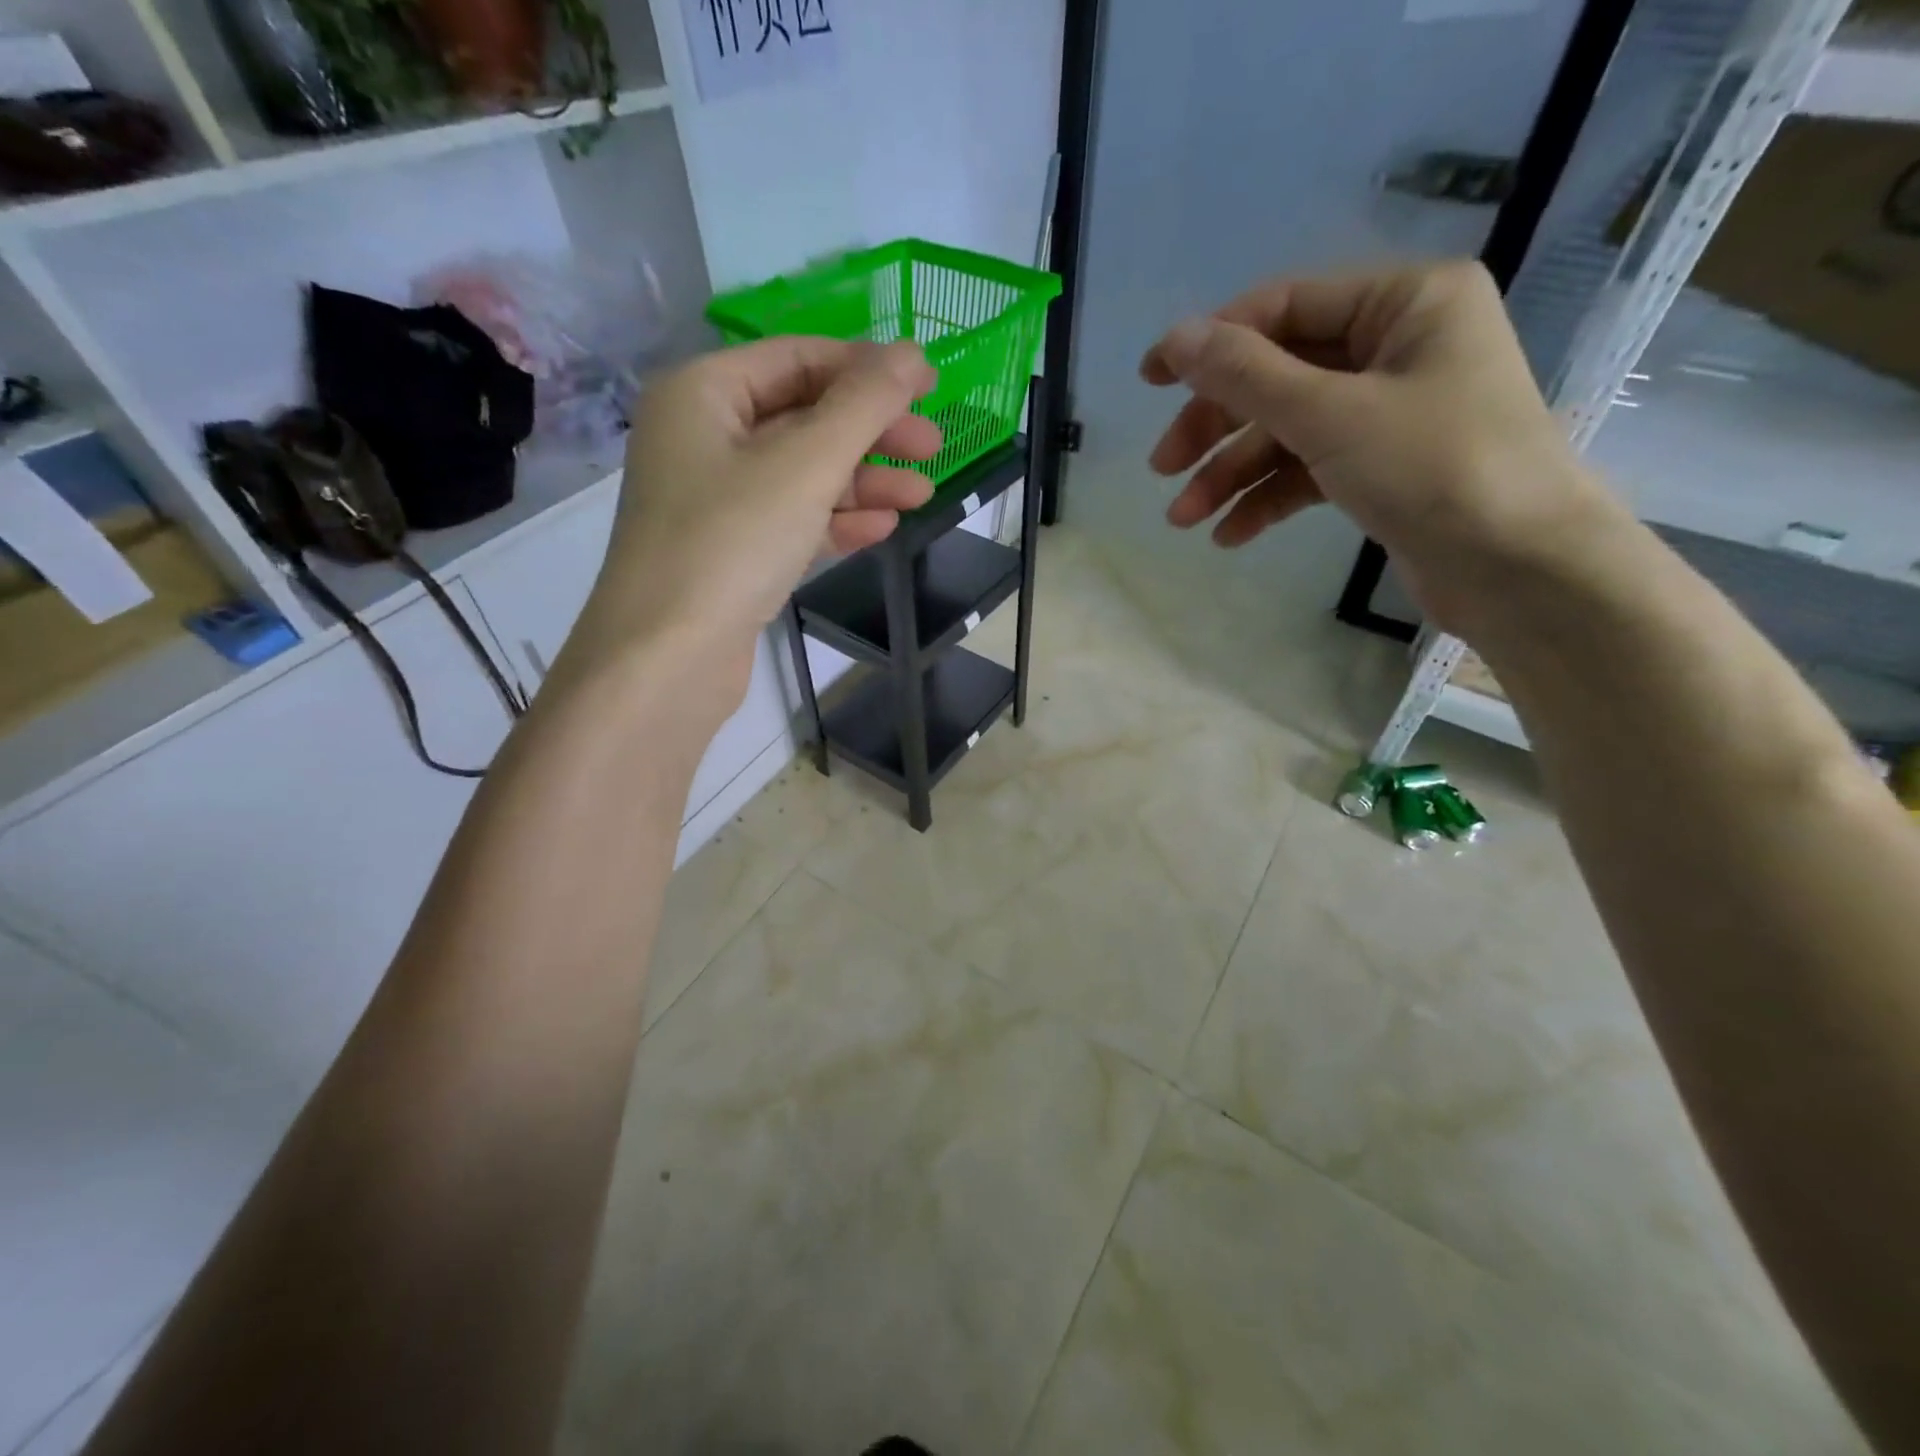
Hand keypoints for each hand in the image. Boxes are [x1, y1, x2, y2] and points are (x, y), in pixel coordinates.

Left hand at [563, 338, 939, 696]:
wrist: (668, 660)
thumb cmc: (730, 544)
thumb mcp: (805, 464)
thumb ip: (864, 406)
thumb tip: (912, 354)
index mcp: (703, 394)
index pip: (797, 358)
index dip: (867, 368)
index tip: (929, 385)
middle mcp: (703, 438)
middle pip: (803, 418)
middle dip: (871, 432)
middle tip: (934, 446)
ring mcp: (715, 501)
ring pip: (802, 475)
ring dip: (863, 481)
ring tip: (925, 494)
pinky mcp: (731, 554)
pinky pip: (792, 521)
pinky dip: (836, 521)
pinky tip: (882, 528)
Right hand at [1141, 260, 1607, 627]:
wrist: (1519, 568)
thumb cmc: (1435, 467)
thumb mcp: (1330, 415)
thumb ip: (1247, 374)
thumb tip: (1176, 336)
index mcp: (1403, 301)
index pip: (1283, 307)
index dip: (1211, 344)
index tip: (1150, 381)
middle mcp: (1397, 344)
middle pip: (1278, 374)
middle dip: (1217, 425)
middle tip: (1163, 468)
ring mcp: (1389, 409)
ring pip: (1287, 429)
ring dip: (1231, 474)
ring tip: (1184, 519)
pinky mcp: (1382, 466)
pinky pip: (1309, 469)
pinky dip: (1268, 498)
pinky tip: (1230, 534)